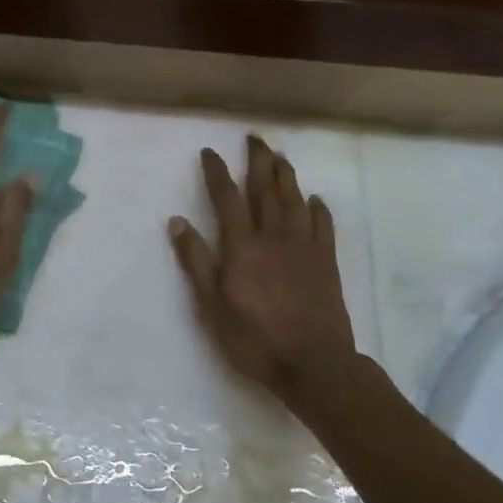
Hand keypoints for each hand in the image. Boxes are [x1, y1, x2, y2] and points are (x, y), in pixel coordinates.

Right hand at [168, 135, 357, 401]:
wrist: (314, 364)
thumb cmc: (254, 337)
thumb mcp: (211, 303)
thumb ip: (195, 260)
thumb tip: (176, 221)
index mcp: (242, 245)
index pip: (226, 198)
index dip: (217, 173)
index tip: (210, 152)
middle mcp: (273, 236)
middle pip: (265, 189)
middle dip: (258, 161)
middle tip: (254, 138)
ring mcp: (303, 247)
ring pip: (294, 200)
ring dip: (286, 175)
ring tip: (280, 156)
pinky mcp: (326, 262)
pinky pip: (322, 226)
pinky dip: (318, 208)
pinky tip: (314, 199)